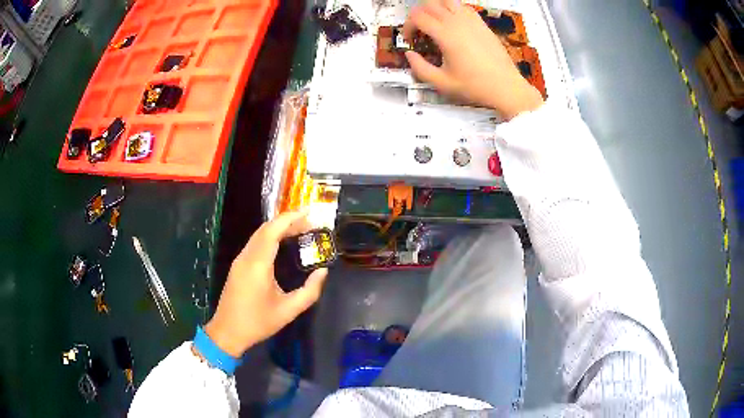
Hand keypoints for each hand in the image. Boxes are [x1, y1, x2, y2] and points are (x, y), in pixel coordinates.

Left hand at [205, 210, 327, 356]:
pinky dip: (270, 237)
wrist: (228, 332)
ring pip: (259, 235)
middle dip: (287, 221)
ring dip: (278, 228)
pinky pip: (255, 243)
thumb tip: (323, 271)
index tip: (309, 212)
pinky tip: (282, 243)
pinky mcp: (238, 266)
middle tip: (310, 223)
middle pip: (266, 229)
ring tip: (300, 230)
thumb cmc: (258, 323)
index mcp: (258, 264)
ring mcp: (240, 260)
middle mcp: (247, 257)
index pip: (273, 231)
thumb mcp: (288, 311)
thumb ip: (310, 291)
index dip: (291, 218)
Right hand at [404, 0, 542, 118]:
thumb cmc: (475, 86)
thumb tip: (409, 54)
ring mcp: (471, 20)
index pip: (417, 17)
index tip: (409, 40)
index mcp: (446, 35)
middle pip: (429, 5)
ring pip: (446, 1)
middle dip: (417, 15)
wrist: (505, 87)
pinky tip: (452, 22)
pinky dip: (452, 9)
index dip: (407, 26)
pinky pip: (463, 7)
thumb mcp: (442, 83)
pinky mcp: (482, 23)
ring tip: (434, 22)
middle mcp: (457, 22)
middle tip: (418, 30)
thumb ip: (420, 68)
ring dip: (435, 8)